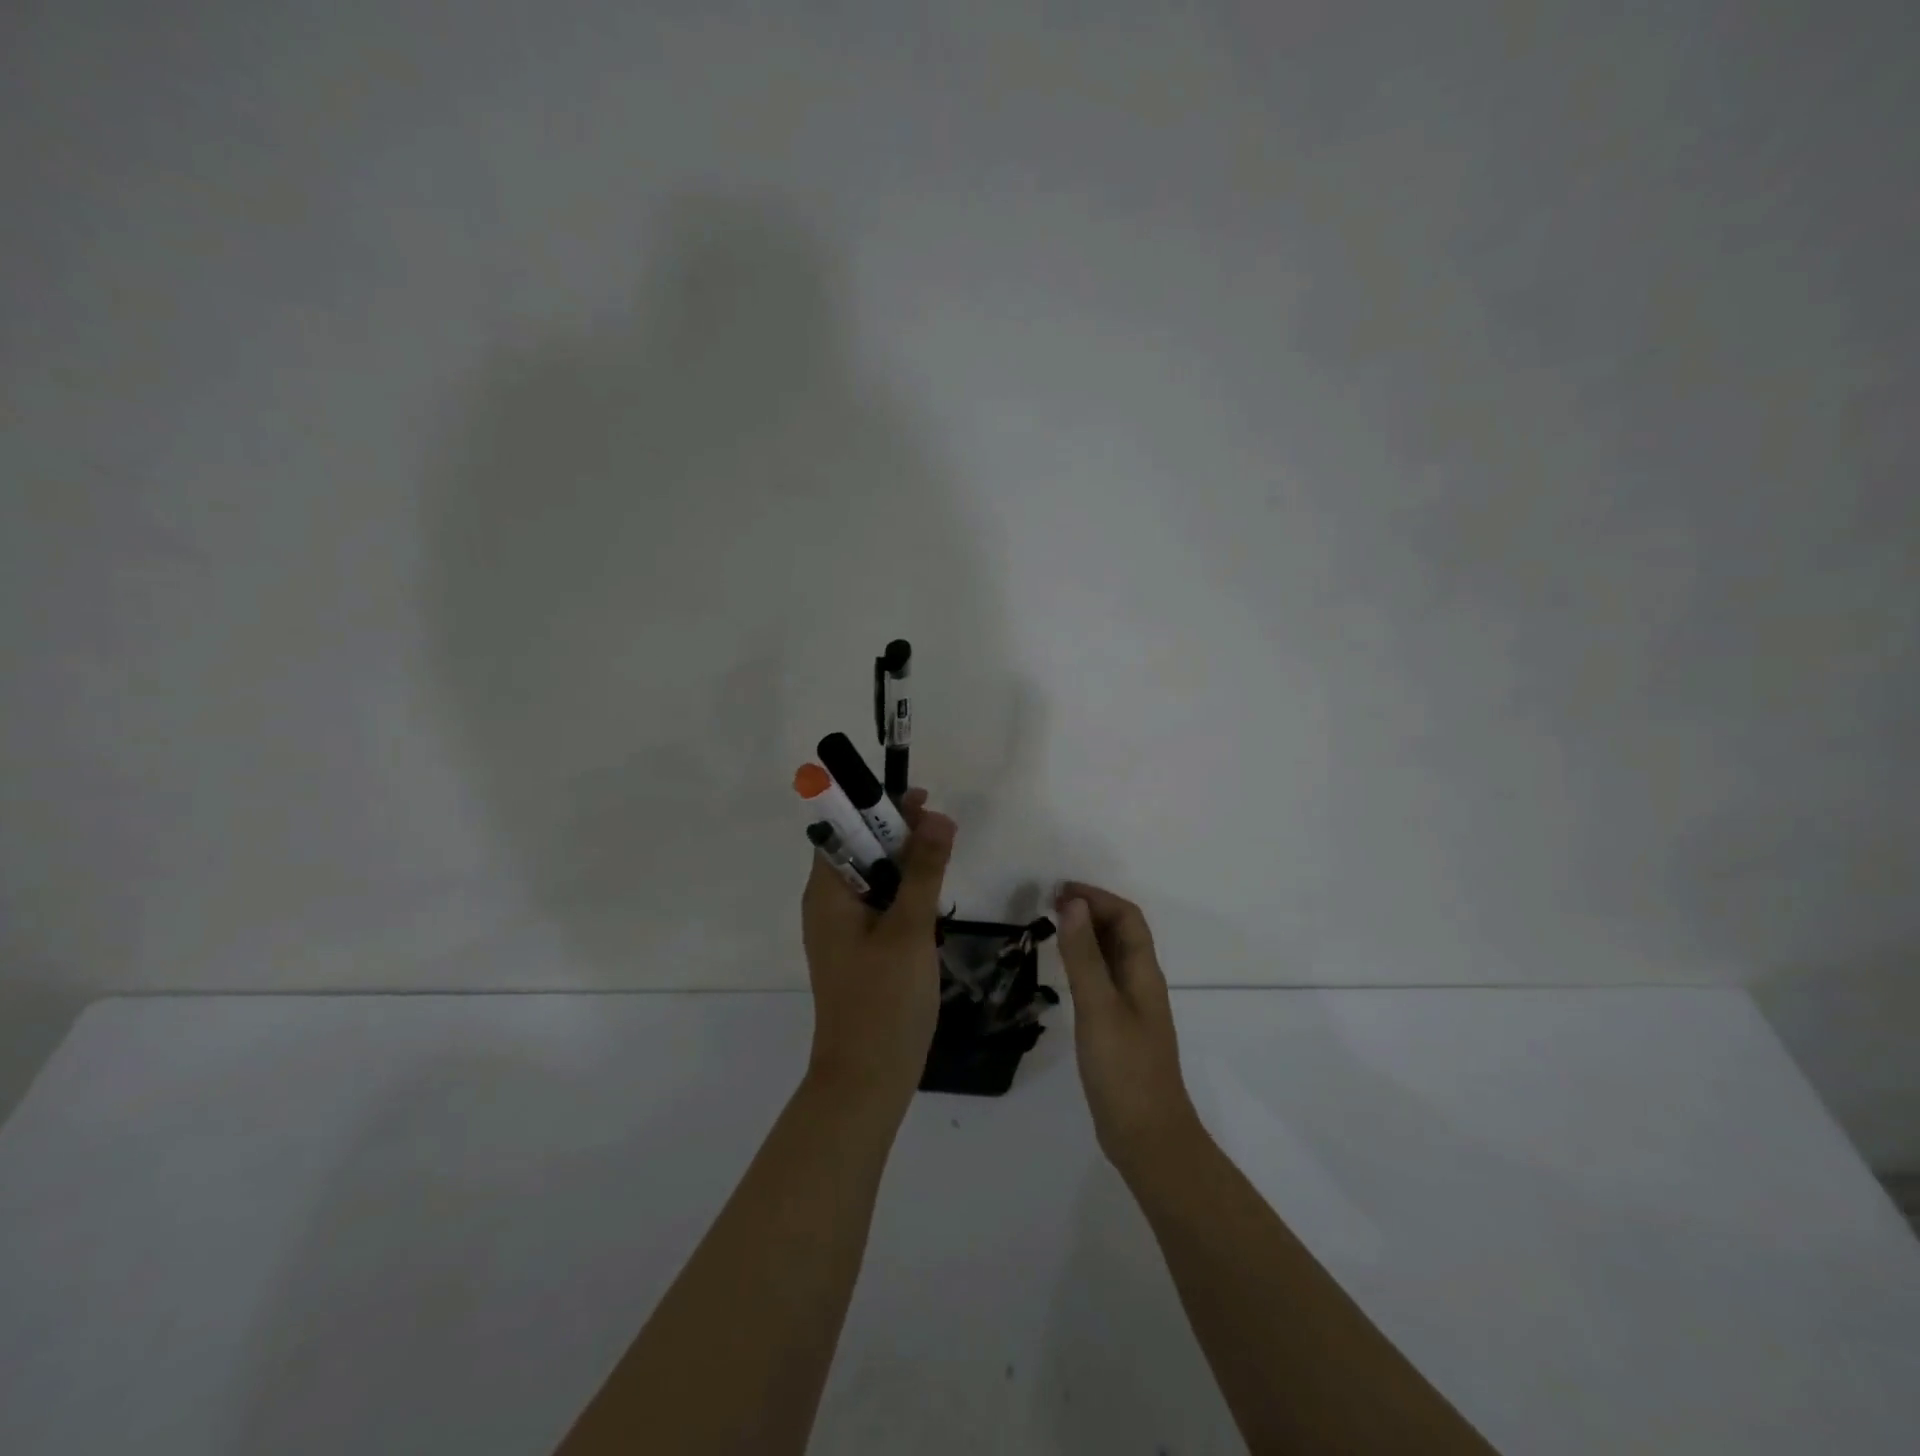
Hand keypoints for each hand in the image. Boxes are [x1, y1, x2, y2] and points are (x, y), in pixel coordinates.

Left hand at [801, 788, 955, 1114]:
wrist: (866, 1080)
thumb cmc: (883, 1000)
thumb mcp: (909, 929)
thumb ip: (924, 871)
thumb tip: (937, 816)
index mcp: (826, 892)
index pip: (842, 828)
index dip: (876, 807)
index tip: (920, 801)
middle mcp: (828, 904)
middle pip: (859, 849)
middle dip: (897, 831)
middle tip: (942, 827)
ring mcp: (843, 930)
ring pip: (873, 878)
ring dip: (904, 860)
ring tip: (944, 851)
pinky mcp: (860, 950)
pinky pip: (880, 905)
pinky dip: (904, 891)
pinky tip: (933, 894)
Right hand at [1055, 881, 1202, 1176]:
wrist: (1147, 1137)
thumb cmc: (1124, 1069)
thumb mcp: (1099, 1008)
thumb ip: (1084, 956)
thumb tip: (1073, 903)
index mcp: (1144, 973)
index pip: (1127, 917)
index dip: (1097, 897)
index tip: (1060, 890)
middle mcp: (1141, 983)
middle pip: (1122, 932)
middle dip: (1090, 910)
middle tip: (1049, 903)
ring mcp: (1132, 1008)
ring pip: (1112, 955)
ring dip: (1087, 934)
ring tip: (1052, 926)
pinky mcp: (1119, 1029)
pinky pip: (1103, 979)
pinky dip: (1084, 962)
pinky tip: (1064, 971)